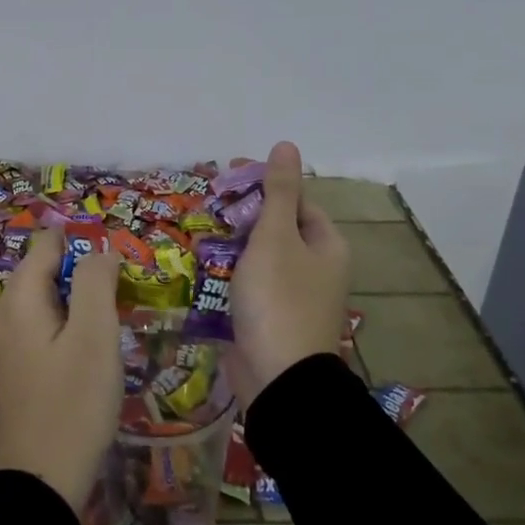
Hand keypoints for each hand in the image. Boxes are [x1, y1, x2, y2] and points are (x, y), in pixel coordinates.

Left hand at [0, 229, 123, 512]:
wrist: (43, 480)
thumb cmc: (73, 402)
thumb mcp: (94, 336)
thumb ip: (95, 282)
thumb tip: (100, 249)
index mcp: (19, 298)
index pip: (47, 244)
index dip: (82, 243)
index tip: (116, 266)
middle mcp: (4, 313)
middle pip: (44, 270)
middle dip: (82, 272)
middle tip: (120, 296)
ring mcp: (6, 342)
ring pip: (46, 299)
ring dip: (78, 301)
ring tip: (112, 320)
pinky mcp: (16, 366)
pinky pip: (42, 326)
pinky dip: (67, 325)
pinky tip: (91, 349)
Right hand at [227, 140, 349, 407]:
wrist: (278, 380)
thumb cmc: (279, 299)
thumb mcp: (276, 237)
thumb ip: (279, 191)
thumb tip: (287, 144)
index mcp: (326, 245)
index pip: (296, 199)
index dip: (263, 183)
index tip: (225, 175)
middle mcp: (315, 268)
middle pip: (277, 227)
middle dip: (242, 214)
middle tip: (207, 204)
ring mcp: (293, 296)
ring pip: (260, 257)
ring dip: (232, 244)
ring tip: (198, 233)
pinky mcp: (271, 318)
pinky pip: (250, 285)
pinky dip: (229, 274)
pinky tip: (203, 269)